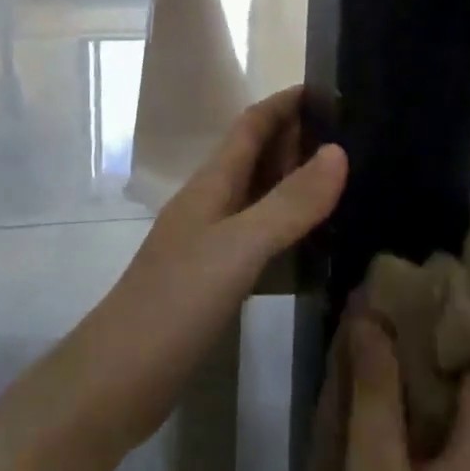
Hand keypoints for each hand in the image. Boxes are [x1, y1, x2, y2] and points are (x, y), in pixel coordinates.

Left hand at [70, 87, 345, 451]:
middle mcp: (210, 206)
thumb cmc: (174, 303)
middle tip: (353, 137)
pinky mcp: (213, 284)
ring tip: (347, 185)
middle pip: (255, 158)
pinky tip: (316, 248)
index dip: (284, 104)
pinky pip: (259, 242)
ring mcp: (209, 246)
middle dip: (297, 140)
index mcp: (211, 185)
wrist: (116, 381)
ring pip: (259, 200)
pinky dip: (289, 234)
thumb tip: (338, 151)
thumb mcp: (238, 247)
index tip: (329, 89)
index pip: (250, 126)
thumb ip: (288, 203)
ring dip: (295, 186)